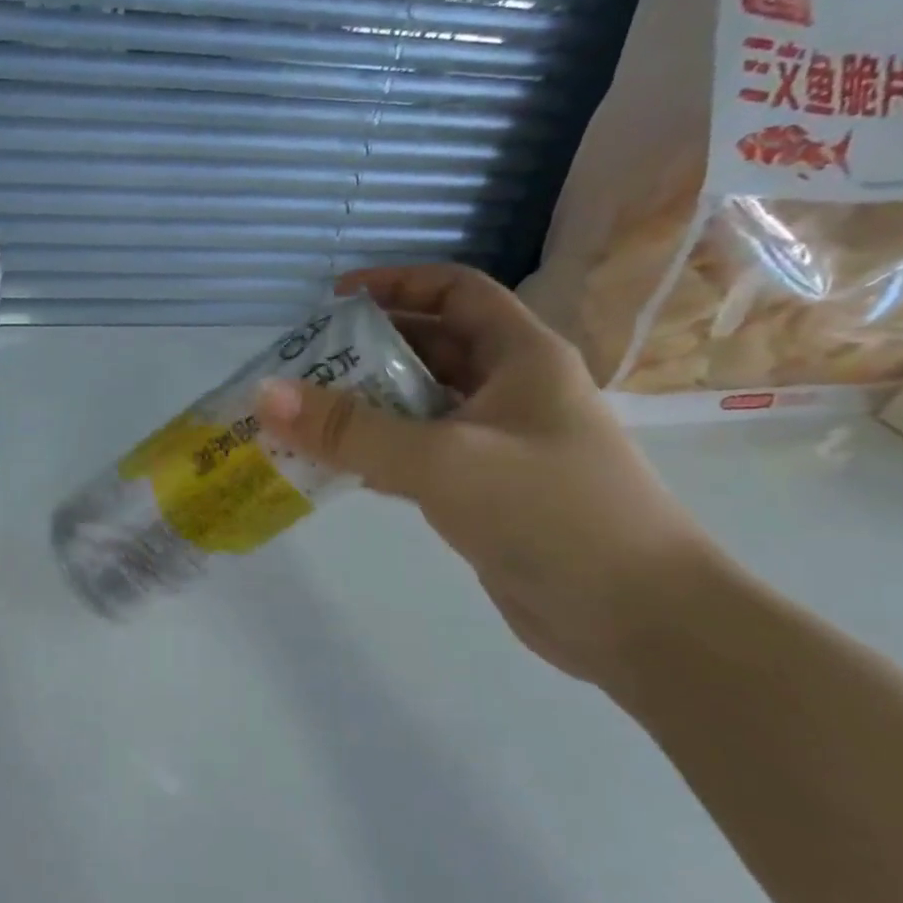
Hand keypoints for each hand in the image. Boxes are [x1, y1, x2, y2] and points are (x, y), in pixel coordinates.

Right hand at [255, 265, 717, 690]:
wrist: (637, 618)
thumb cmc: (549, 513)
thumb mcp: (442, 460)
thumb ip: (351, 429)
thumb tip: (265, 393)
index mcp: (521, 356)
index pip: (455, 292)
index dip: (396, 283)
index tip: (334, 299)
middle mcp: (513, 390)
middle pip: (431, 347)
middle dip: (368, 350)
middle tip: (303, 366)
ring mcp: (501, 444)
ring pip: (422, 405)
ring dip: (367, 406)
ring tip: (304, 416)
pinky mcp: (487, 492)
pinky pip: (422, 455)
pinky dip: (380, 453)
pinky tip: (338, 469)